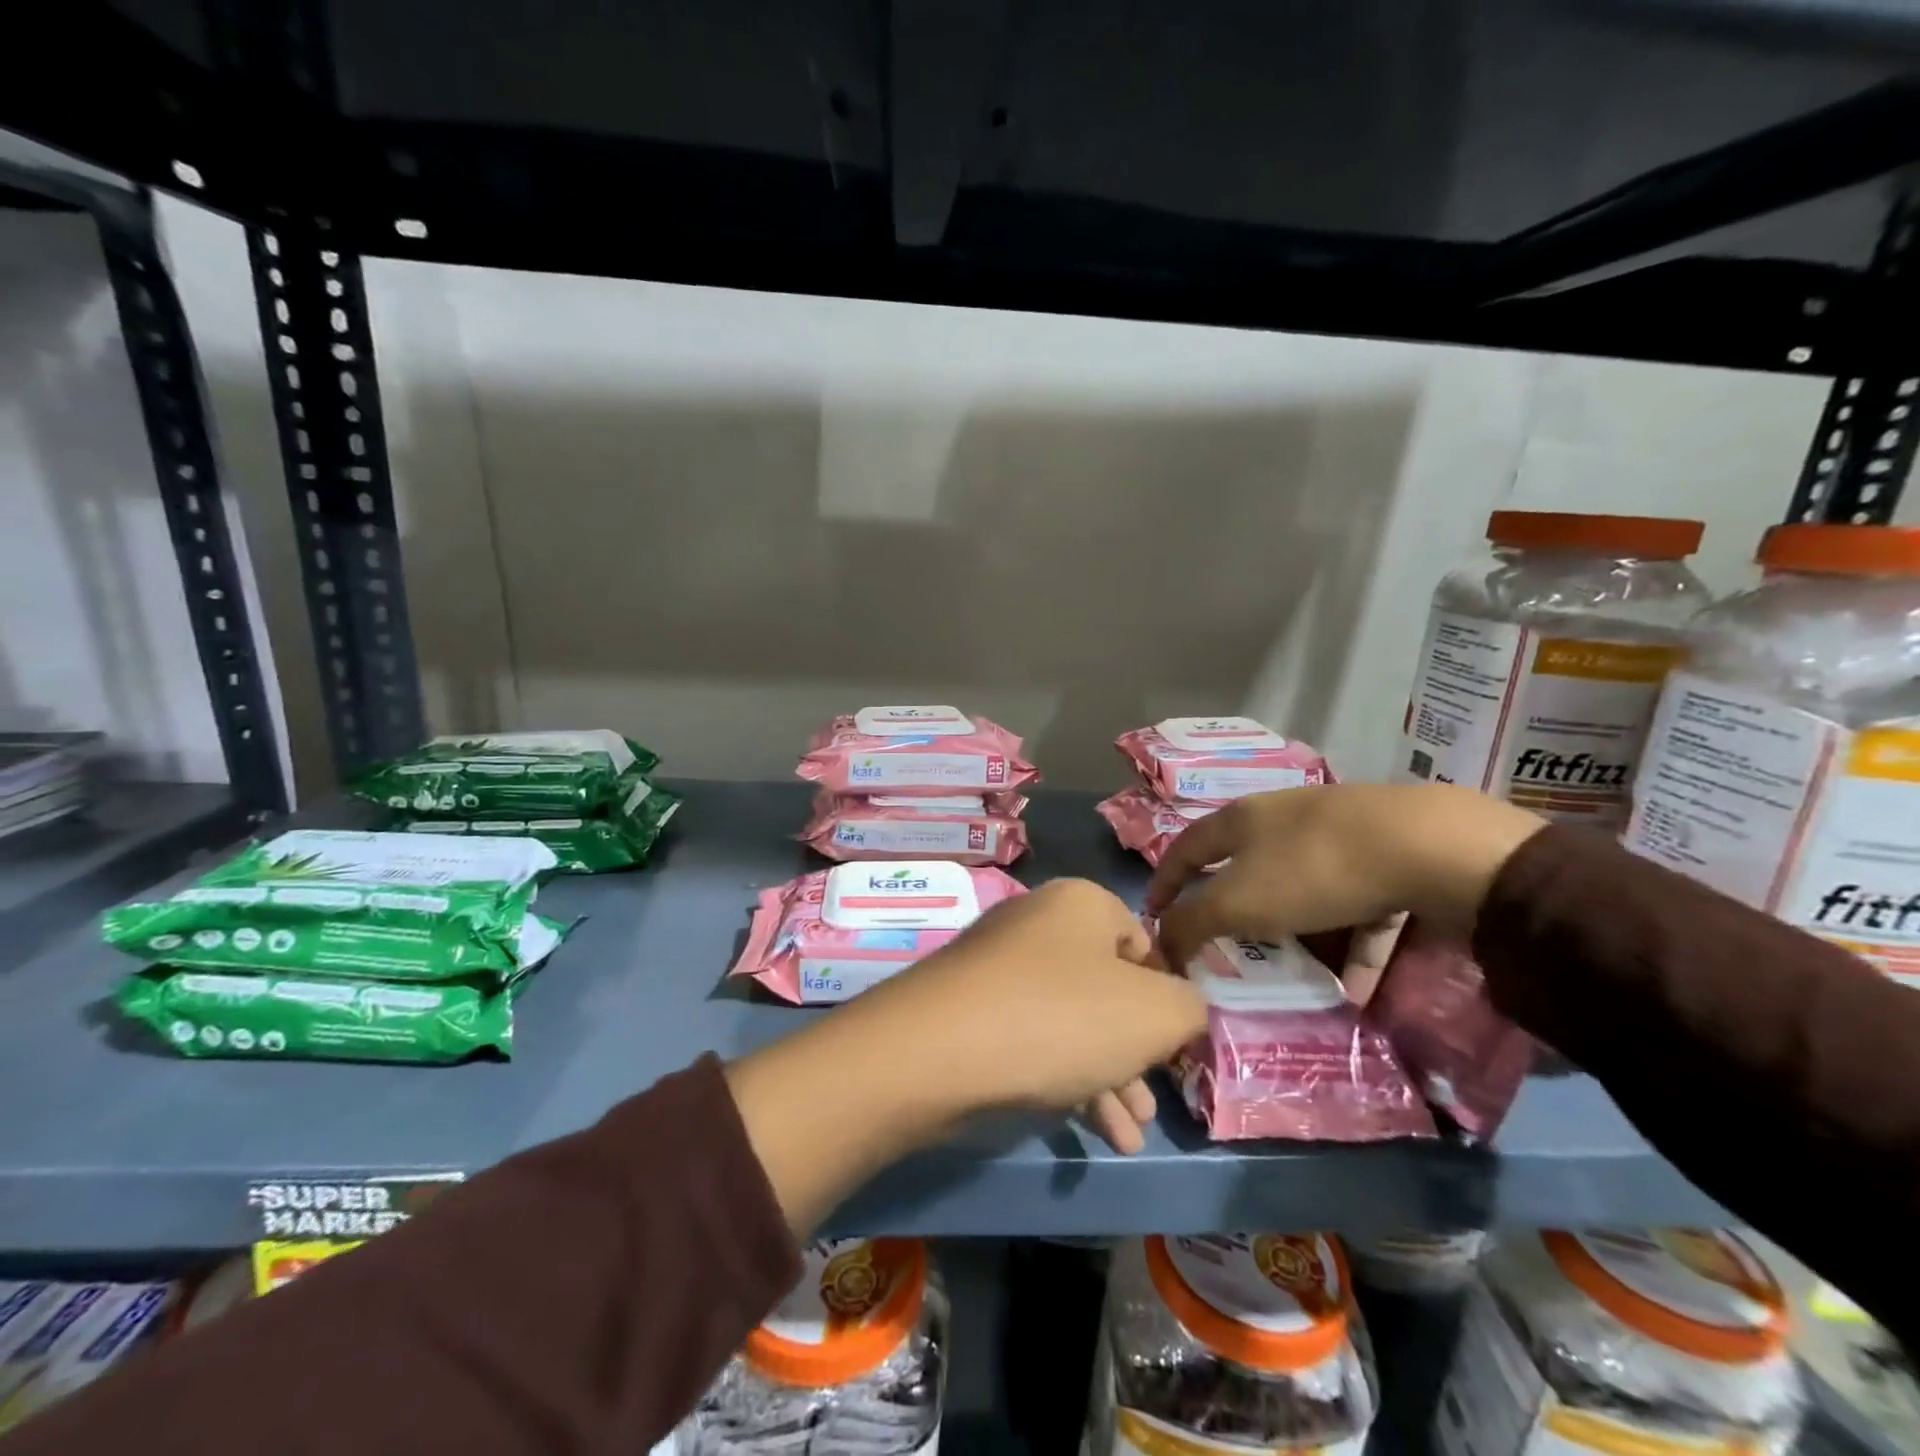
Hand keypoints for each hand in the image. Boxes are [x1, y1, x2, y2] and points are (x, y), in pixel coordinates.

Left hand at [726, 878, 1207, 1234]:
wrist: (938, 1050)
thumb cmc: (1061, 1017)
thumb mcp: (1154, 1014)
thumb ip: (1189, 1008)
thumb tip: (1180, 1010)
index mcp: (1082, 904)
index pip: (1145, 944)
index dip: (1167, 997)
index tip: (1176, 1046)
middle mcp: (1039, 924)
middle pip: (1107, 988)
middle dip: (1137, 1051)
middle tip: (1155, 1101)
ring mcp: (1000, 966)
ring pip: (1073, 1021)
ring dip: (1108, 1077)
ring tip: (1131, 1133)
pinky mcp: (972, 1009)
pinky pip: (1035, 1039)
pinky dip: (1067, 1080)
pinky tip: (1093, 1131)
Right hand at [1148, 784, 1544, 981]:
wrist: (1426, 846)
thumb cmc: (1311, 869)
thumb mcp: (1238, 902)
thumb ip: (1191, 924)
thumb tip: (1159, 945)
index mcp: (1241, 820)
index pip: (1186, 848)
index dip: (1165, 881)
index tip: (1153, 915)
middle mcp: (1285, 820)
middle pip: (1247, 869)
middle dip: (1234, 912)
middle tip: (1227, 951)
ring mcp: (1339, 836)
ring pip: (1304, 892)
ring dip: (1296, 936)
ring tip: (1295, 977)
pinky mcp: (1388, 859)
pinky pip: (1357, 911)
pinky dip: (1351, 947)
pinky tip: (1356, 989)